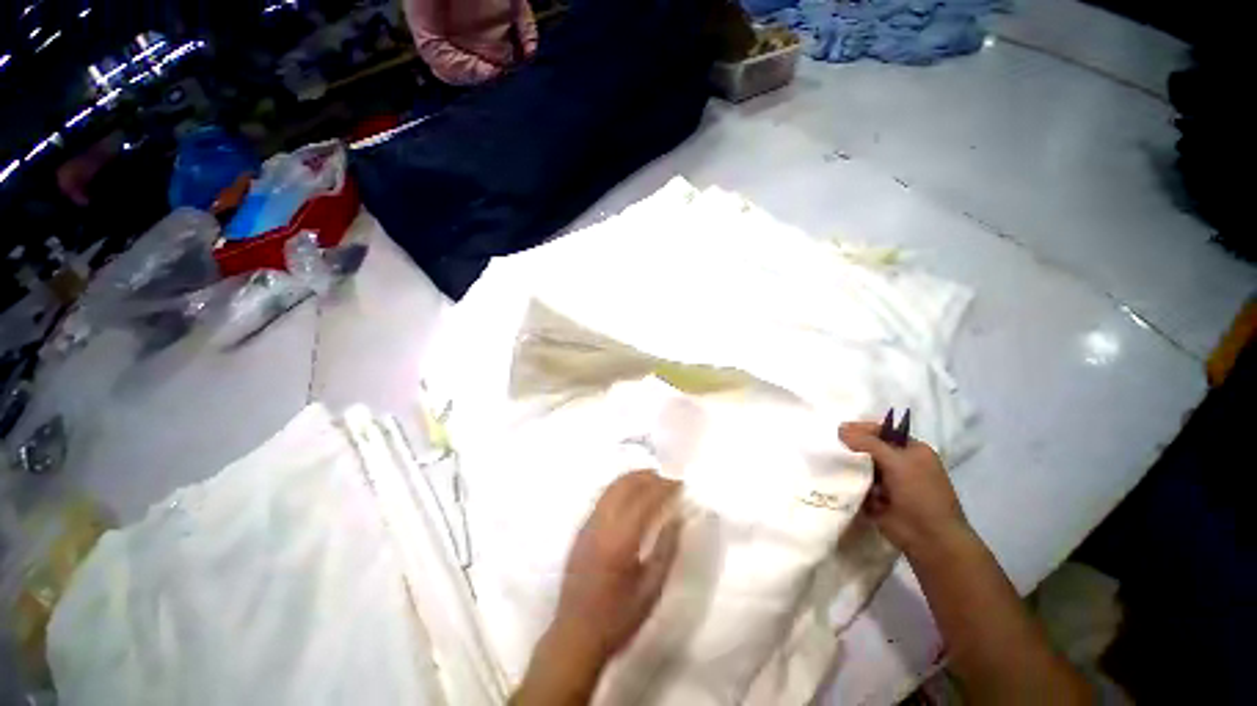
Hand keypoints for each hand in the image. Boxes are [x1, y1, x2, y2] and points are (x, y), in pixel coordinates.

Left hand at [552, 470, 682, 660]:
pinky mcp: (581, 529)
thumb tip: (677, 517)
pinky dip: (620, 488)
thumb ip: (666, 548)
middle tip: (667, 479)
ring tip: (653, 481)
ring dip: (633, 479)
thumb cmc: (618, 617)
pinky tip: (632, 496)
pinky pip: (603, 497)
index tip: (680, 484)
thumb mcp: (651, 588)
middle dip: (648, 476)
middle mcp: (601, 524)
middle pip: (625, 484)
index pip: (645, 498)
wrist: (575, 635)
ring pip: (612, 487)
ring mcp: (588, 524)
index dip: (664, 487)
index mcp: (620, 539)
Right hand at [839, 422, 968, 558]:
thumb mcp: (896, 461)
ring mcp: (890, 482)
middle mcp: (902, 463)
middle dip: (852, 446)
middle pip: (871, 448)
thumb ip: (868, 443)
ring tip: (828, 460)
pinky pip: (859, 484)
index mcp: (913, 450)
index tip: (839, 430)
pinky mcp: (878, 498)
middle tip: (830, 444)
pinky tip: (834, 477)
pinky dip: (849, 481)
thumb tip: (840, 430)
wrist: (929, 538)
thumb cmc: (920, 494)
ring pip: (863, 466)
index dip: (862, 429)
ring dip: (849, 464)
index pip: (883, 431)